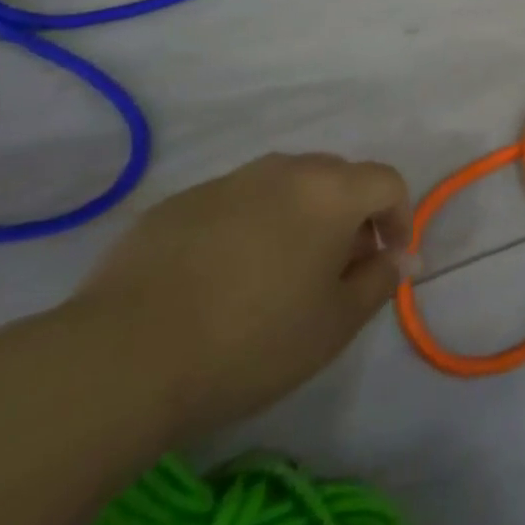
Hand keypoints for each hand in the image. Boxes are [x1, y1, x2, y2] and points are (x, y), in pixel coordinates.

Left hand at [72, 152, 410, 435]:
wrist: (125, 355)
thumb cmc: (251, 341)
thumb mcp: (334, 325)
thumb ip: (379, 282)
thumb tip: (400, 257)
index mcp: (330, 191)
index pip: (387, 182)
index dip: (399, 217)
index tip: (387, 260)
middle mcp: (285, 170)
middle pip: (337, 177)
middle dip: (350, 217)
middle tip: (335, 271)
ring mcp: (229, 181)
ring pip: (284, 187)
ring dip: (299, 218)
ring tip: (277, 276)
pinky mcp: (181, 202)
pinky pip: (235, 203)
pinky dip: (248, 227)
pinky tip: (221, 280)